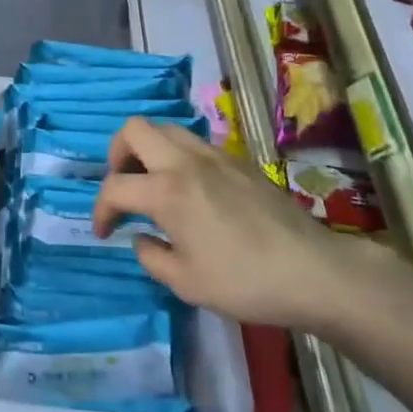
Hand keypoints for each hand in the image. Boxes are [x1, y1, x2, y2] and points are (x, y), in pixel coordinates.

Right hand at [92, 119, 368, 328]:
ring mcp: (214, 155)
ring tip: (154, 182)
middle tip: (123, 184)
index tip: (105, 232)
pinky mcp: (238, 160)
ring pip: (166, 128)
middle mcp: (184, 161)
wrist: (312, 270)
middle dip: (117, 154)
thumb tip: (141, 237)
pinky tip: (192, 189)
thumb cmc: (244, 281)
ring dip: (149, 149)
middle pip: (134, 129)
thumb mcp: (186, 283)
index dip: (100, 209)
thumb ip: (152, 257)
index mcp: (166, 191)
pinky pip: (195, 142)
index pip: (114, 187)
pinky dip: (179, 156)